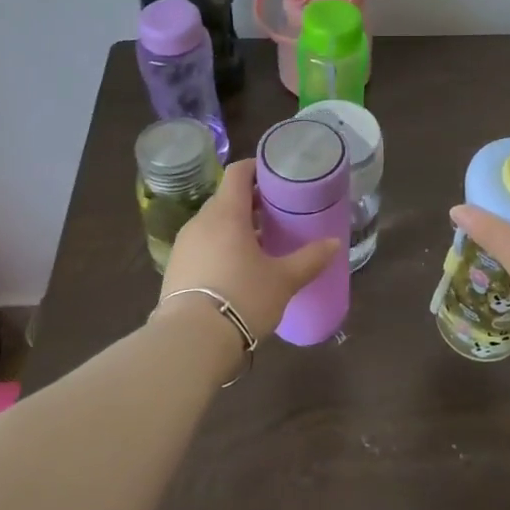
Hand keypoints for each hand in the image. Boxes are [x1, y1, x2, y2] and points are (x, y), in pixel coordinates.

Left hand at [159, 158, 337, 343]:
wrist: (191, 341)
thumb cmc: (243, 298)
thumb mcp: (283, 280)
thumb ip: (310, 259)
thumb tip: (334, 243)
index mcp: (227, 212)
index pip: (238, 172)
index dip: (257, 168)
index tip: (277, 176)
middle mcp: (201, 221)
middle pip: (226, 198)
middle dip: (250, 201)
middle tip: (276, 213)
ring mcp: (184, 245)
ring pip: (213, 223)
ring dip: (234, 226)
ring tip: (259, 243)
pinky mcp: (175, 268)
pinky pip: (201, 245)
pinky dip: (219, 246)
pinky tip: (236, 268)